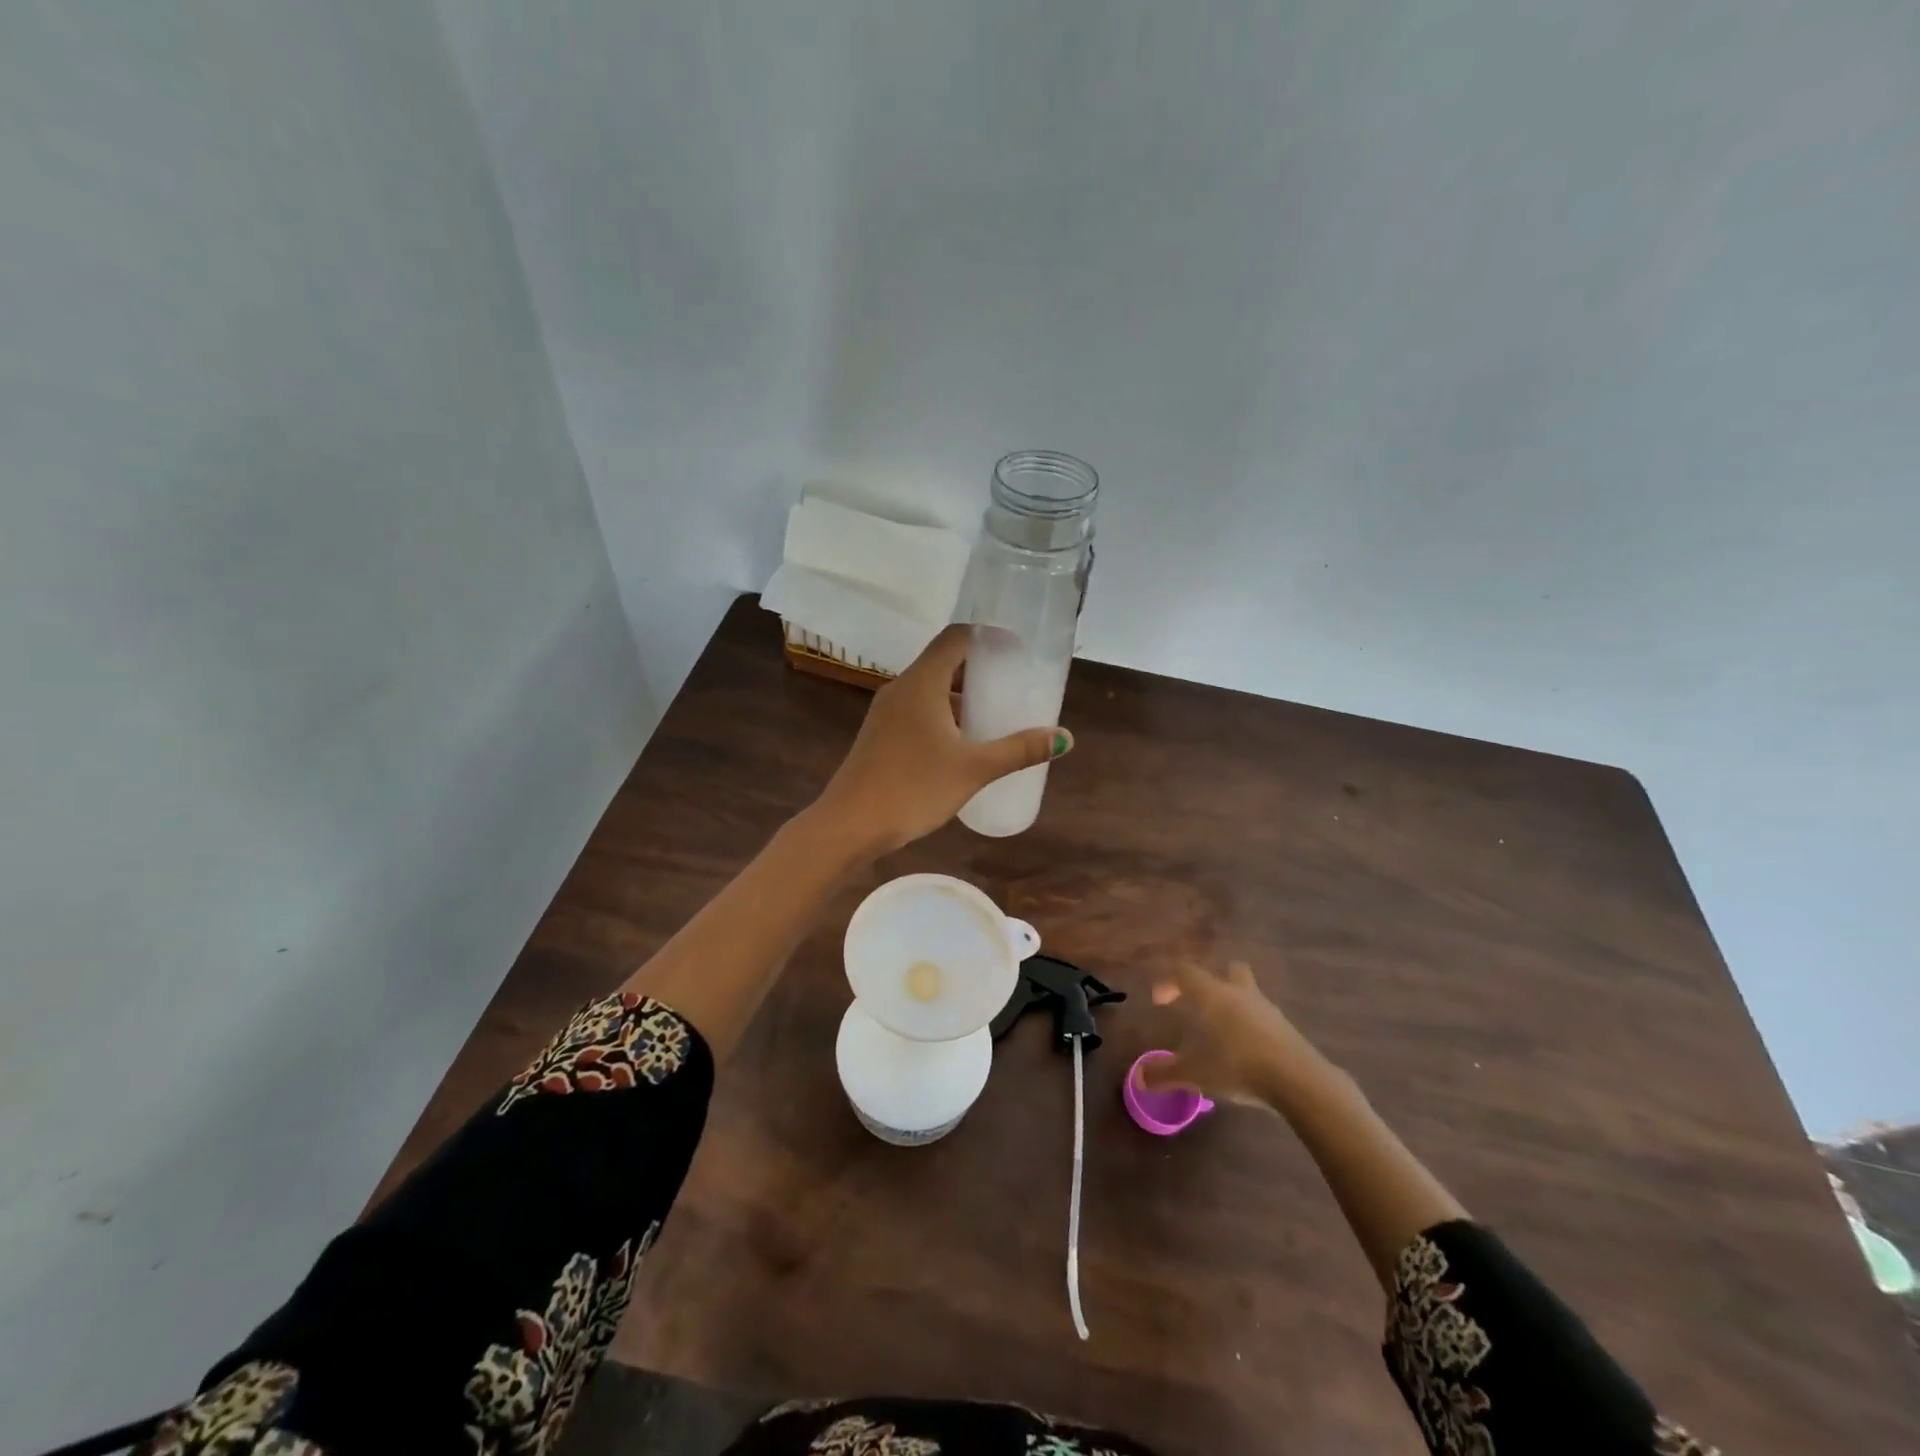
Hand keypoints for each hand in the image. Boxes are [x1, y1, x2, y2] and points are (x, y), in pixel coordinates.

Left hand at [812, 624, 1072, 854]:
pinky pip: (919, 709)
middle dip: (981, 668)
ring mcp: (887, 711)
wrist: (850, 824)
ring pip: (931, 688)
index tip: (1019, 647)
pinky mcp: (881, 734)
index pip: (956, 637)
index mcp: (922, 682)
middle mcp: (901, 687)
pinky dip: (945, 713)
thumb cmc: (913, 788)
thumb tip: (1065, 737)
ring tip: (996, 712)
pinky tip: (964, 741)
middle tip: (1016, 681)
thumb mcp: (974, 769)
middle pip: (944, 661)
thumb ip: (1019, 750)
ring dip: (962, 694)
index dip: (989, 634)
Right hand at [1142, 958, 1323, 1108]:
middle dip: (1214, 982)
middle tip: (1201, 1004)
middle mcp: (1240, 994)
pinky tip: (1246, 1053)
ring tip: (1222, 1035)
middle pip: (1229, 970)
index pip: (1185, 972)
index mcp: (1213, 995)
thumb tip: (1138, 1078)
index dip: (1168, 981)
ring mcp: (1268, 1010)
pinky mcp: (1288, 1030)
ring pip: (1249, 994)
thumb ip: (1165, 1074)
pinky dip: (1252, 1029)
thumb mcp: (1195, 1073)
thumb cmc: (1237, 1065)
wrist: (1298, 1080)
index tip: (1159, 1001)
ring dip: (1235, 1006)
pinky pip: (1264, 1019)